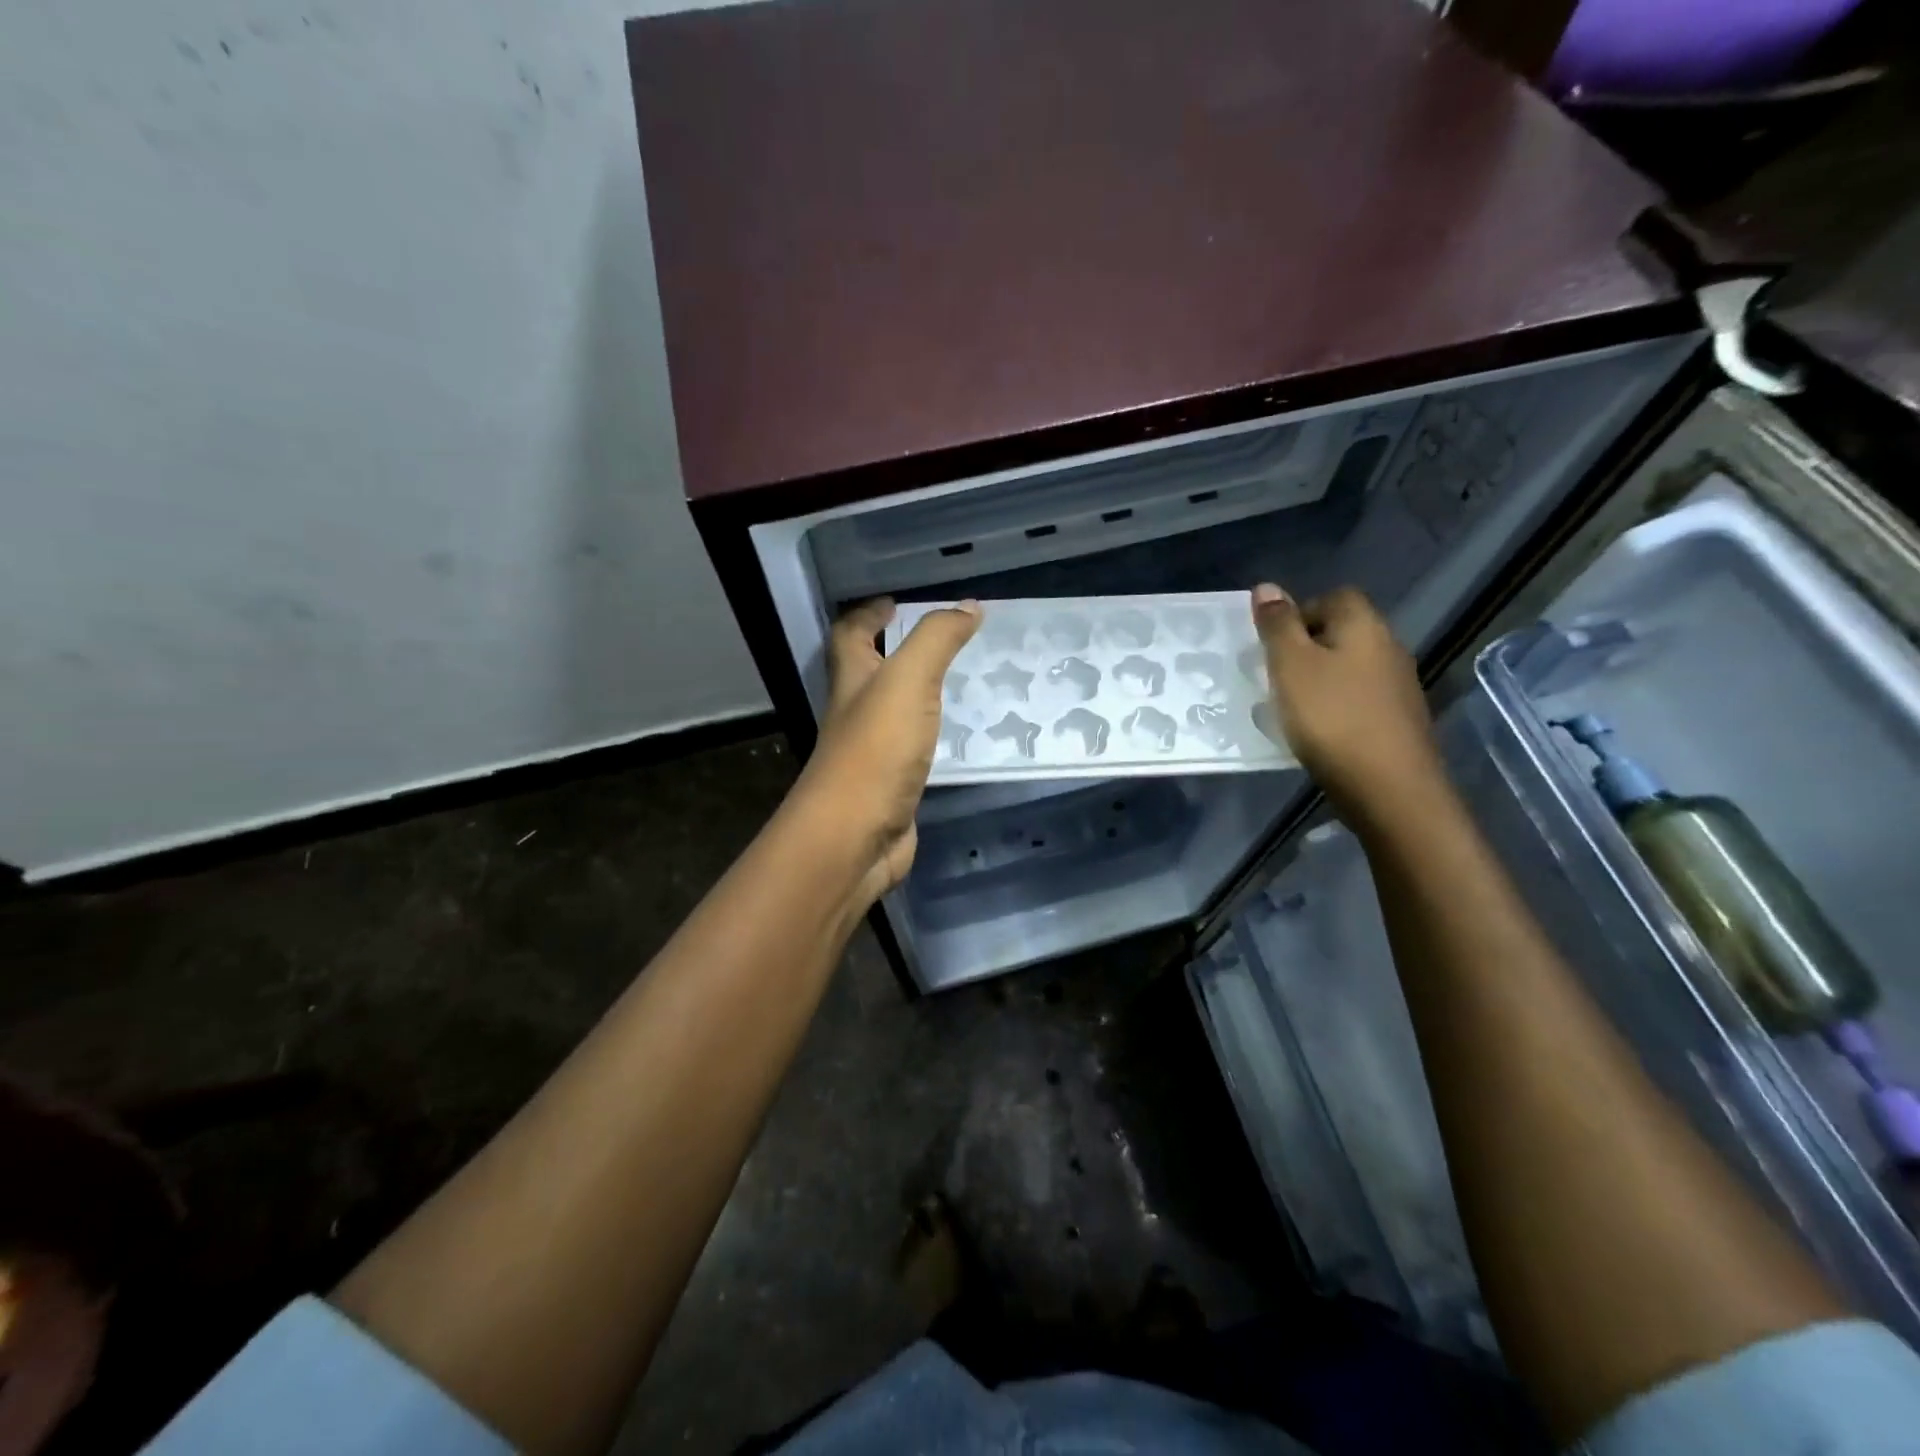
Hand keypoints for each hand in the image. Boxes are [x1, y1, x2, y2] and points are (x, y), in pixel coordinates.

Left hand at [792, 597, 980, 903]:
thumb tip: (968, 605)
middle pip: (870, 671)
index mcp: (851, 680)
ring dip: (921, 693)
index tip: (896, 602)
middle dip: (898, 650)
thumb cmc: (876, 750)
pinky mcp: (892, 785)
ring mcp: (872, 751)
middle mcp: (856, 712)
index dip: (868, 614)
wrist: (855, 837)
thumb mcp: (908, 680)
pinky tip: (963, 736)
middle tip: (944, 640)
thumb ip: (936, 640)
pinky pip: (915, 748)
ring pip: (896, 710)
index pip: (850, 634)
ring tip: (965, 681)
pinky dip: (934, 736)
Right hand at [1251, 583, 1443, 828]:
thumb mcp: (1291, 667)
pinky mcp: (1399, 721)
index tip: (1272, 644)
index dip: (1299, 613)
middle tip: (1275, 676)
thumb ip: (1278, 626)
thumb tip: (1267, 587)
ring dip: (1321, 680)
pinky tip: (1319, 732)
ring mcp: (1399, 687)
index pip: (1333, 597)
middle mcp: (1389, 648)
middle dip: (1307, 648)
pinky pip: (1360, 700)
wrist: (1390, 789)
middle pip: (1343, 632)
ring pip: (1351, 668)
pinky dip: (1336, 707)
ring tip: (1291, 707)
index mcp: (1364, 626)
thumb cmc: (1332, 718)